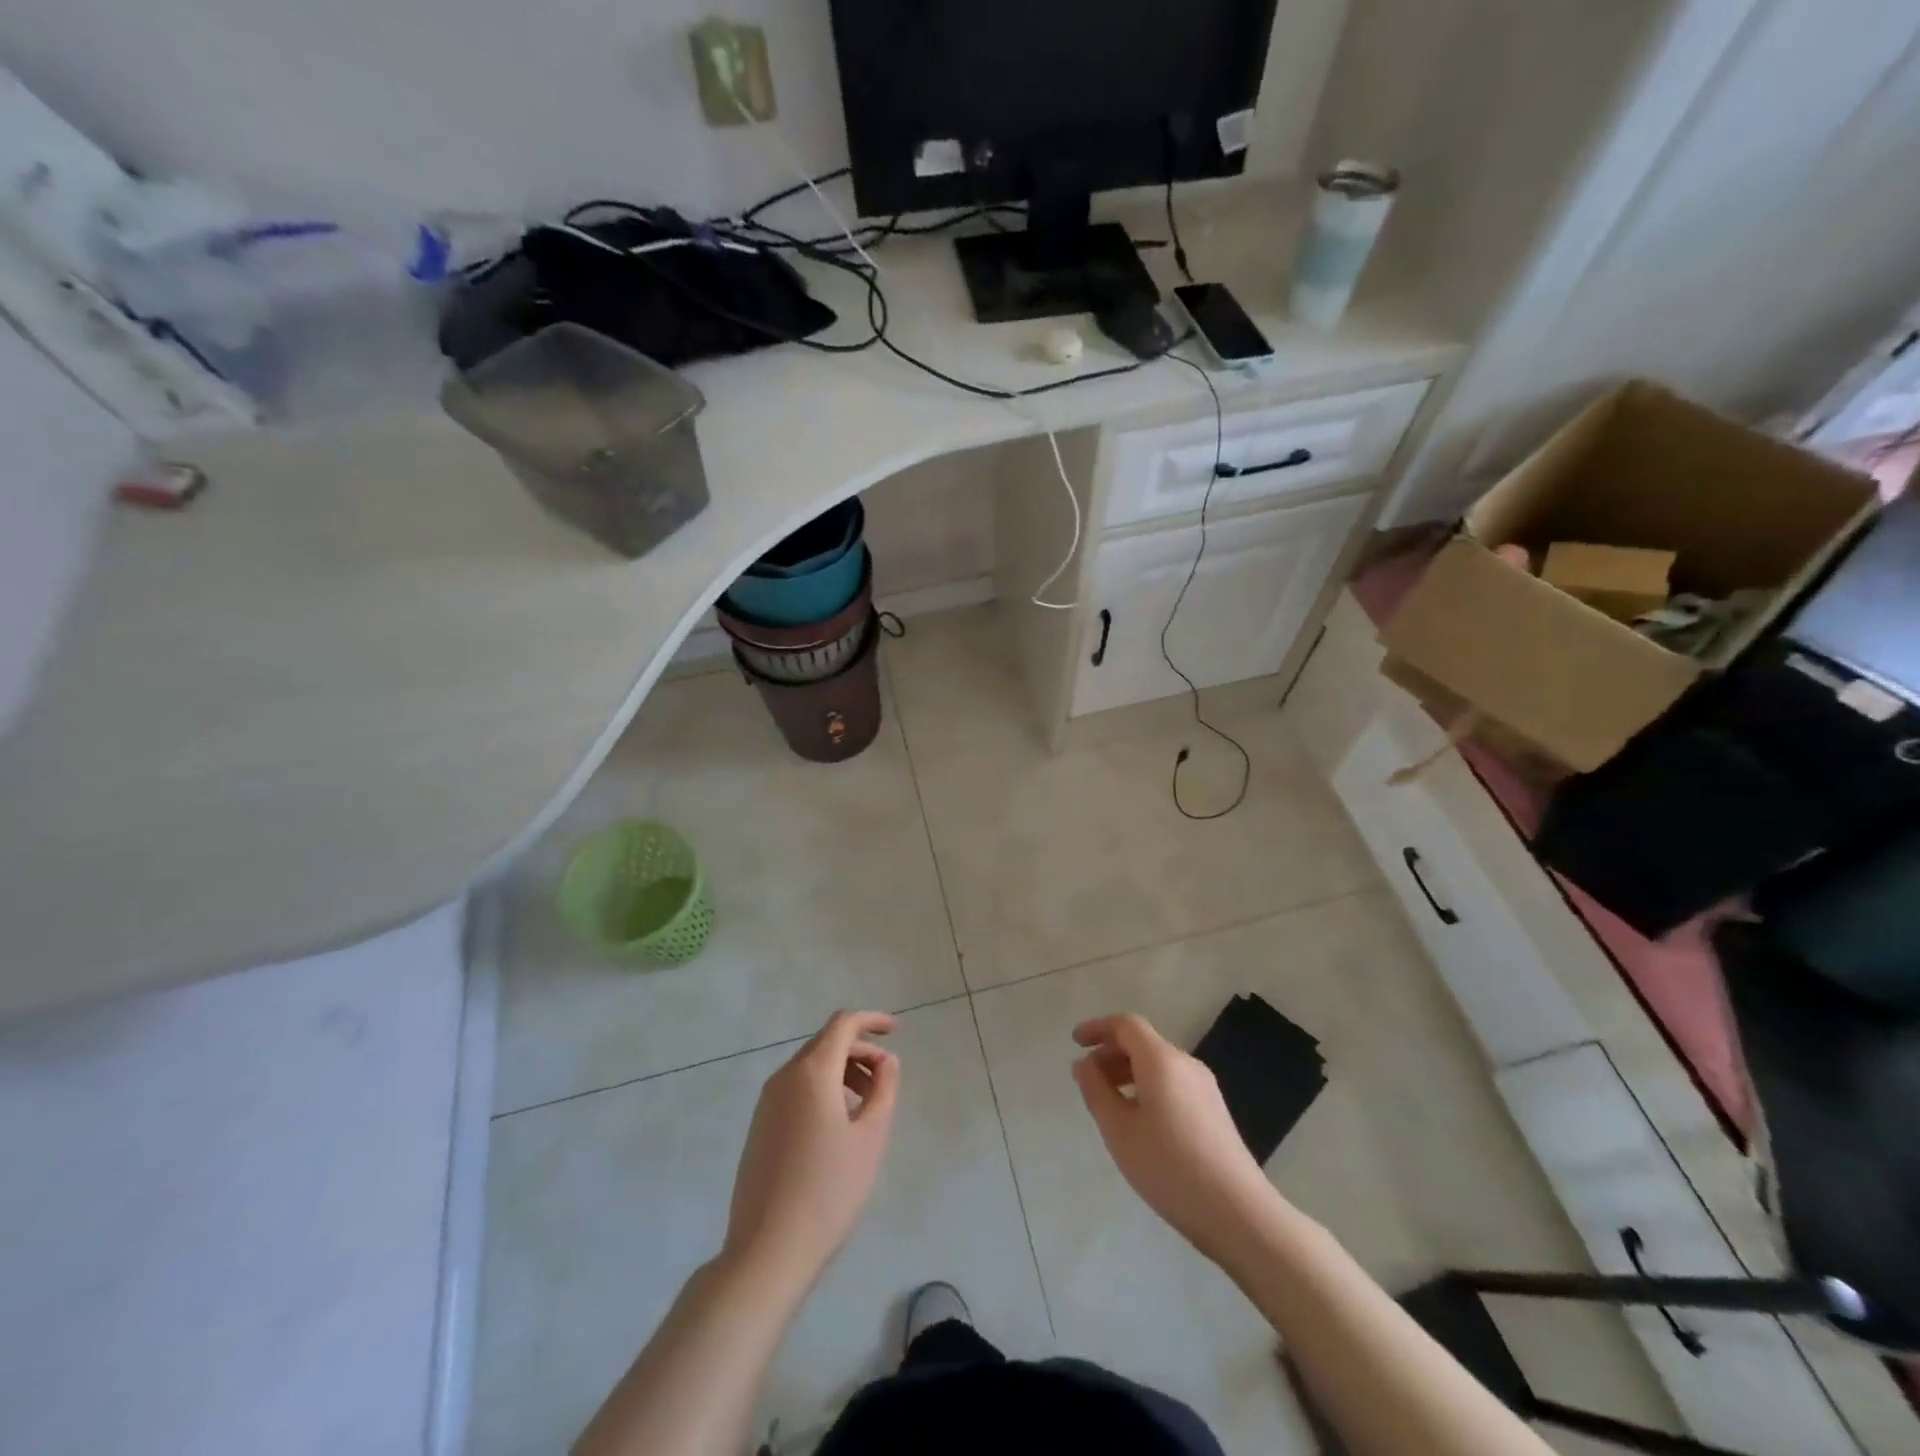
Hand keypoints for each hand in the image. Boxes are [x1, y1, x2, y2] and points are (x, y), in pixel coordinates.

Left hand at [723, 1009, 899, 1291]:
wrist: (767, 1251)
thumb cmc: (828, 1190)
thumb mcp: (870, 1137)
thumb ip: (884, 1089)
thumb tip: (886, 1061)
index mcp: (812, 1072)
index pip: (843, 1024)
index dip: (871, 1020)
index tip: (896, 1031)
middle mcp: (784, 1078)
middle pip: (826, 1043)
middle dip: (859, 1051)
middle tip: (886, 1078)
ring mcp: (766, 1103)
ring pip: (810, 1068)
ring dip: (842, 1072)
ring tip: (866, 1106)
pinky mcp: (759, 1128)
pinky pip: (795, 1090)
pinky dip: (822, 1091)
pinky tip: (837, 1127)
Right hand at [1073, 1012, 1281, 1265]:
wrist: (1239, 1213)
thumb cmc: (1170, 1167)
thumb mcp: (1119, 1130)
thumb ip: (1096, 1091)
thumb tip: (1085, 1064)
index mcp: (1162, 1060)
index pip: (1126, 1025)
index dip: (1098, 1028)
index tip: (1075, 1043)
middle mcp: (1186, 1064)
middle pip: (1143, 1043)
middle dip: (1110, 1053)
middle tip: (1087, 1080)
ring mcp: (1205, 1088)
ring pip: (1158, 1064)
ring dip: (1128, 1072)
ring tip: (1108, 1103)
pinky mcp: (1214, 1111)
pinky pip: (1172, 1083)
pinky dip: (1147, 1087)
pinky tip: (1139, 1122)